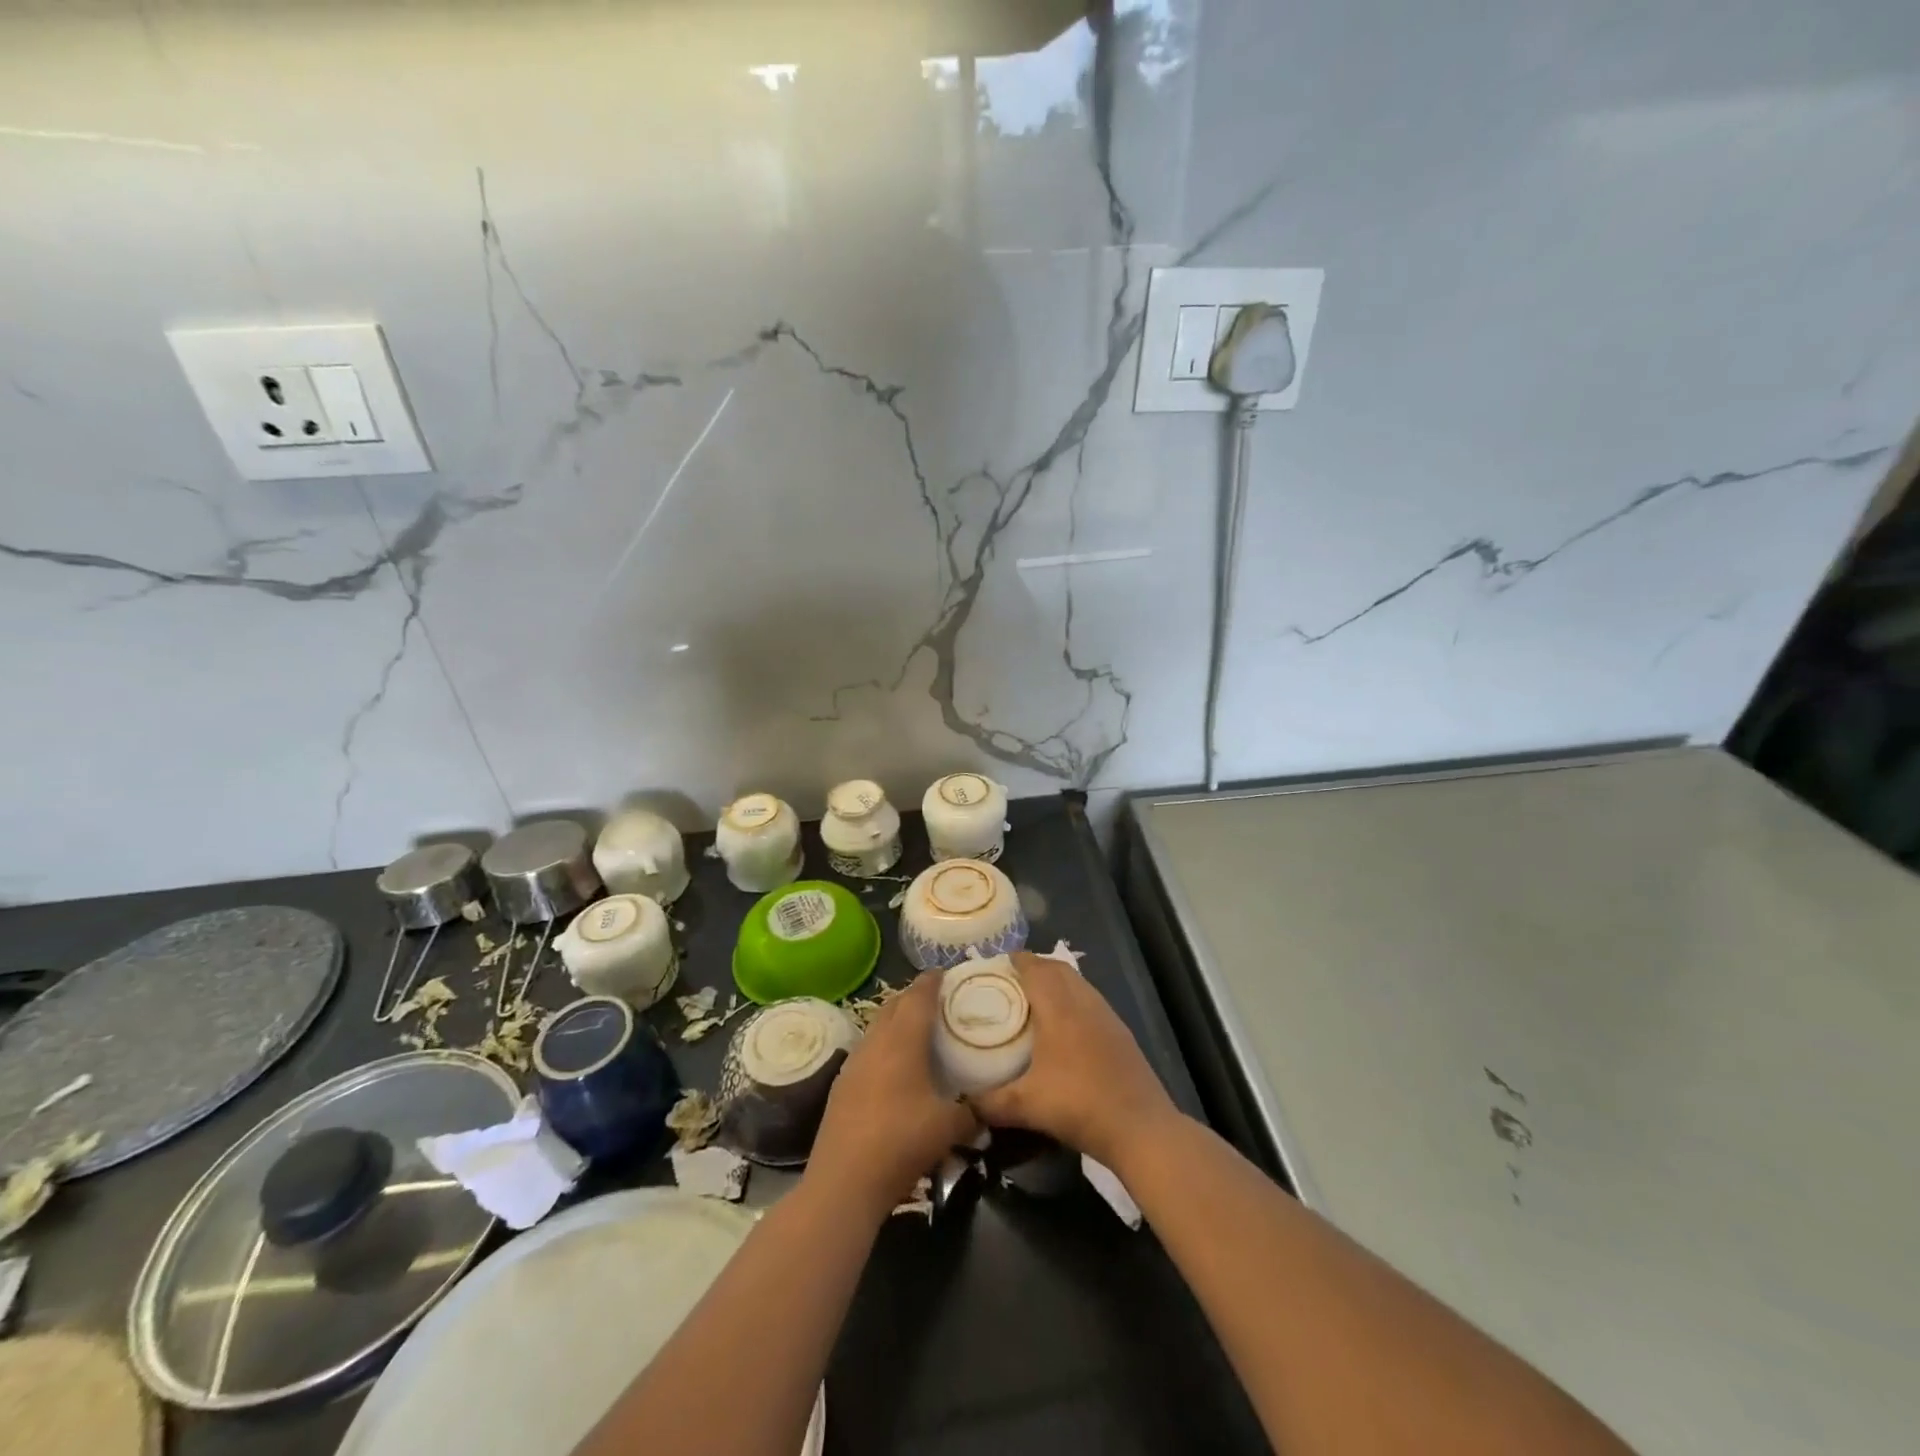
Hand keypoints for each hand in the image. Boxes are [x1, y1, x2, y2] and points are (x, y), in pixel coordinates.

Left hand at [807, 974, 979, 1217]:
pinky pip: (867, 1050)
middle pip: (894, 1004)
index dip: (932, 981)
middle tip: (937, 1000)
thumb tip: (986, 1108)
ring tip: (918, 1030)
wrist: (844, 1181)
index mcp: (903, 1040)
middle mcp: (876, 1041)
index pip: (918, 996)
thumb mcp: (950, 1128)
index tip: (946, 972)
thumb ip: (972, 1112)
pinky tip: (894, 1067)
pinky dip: (883, 1045)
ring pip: (878, 1026)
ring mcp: (854, 1062)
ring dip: (896, 1020)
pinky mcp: (841, 1084)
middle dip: (914, 996)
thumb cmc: (901, 1142)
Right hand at [966, 952, 1179, 1170]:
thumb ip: (990, 1102)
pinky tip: (1066, 1026)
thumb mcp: (1026, 1106)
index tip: (997, 963)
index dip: (1016, 960)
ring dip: (1057, 981)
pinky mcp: (1121, 1032)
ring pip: (1078, 983)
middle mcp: (1084, 1002)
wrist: (1140, 1128)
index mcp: (1059, 1008)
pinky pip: (1091, 1000)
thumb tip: (965, 1103)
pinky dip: (1074, 999)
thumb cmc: (1079, 1106)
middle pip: (1058, 968)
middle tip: (1012, 979)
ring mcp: (1106, 1016)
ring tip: (1036, 998)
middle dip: (1035, 966)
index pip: (1035, 968)